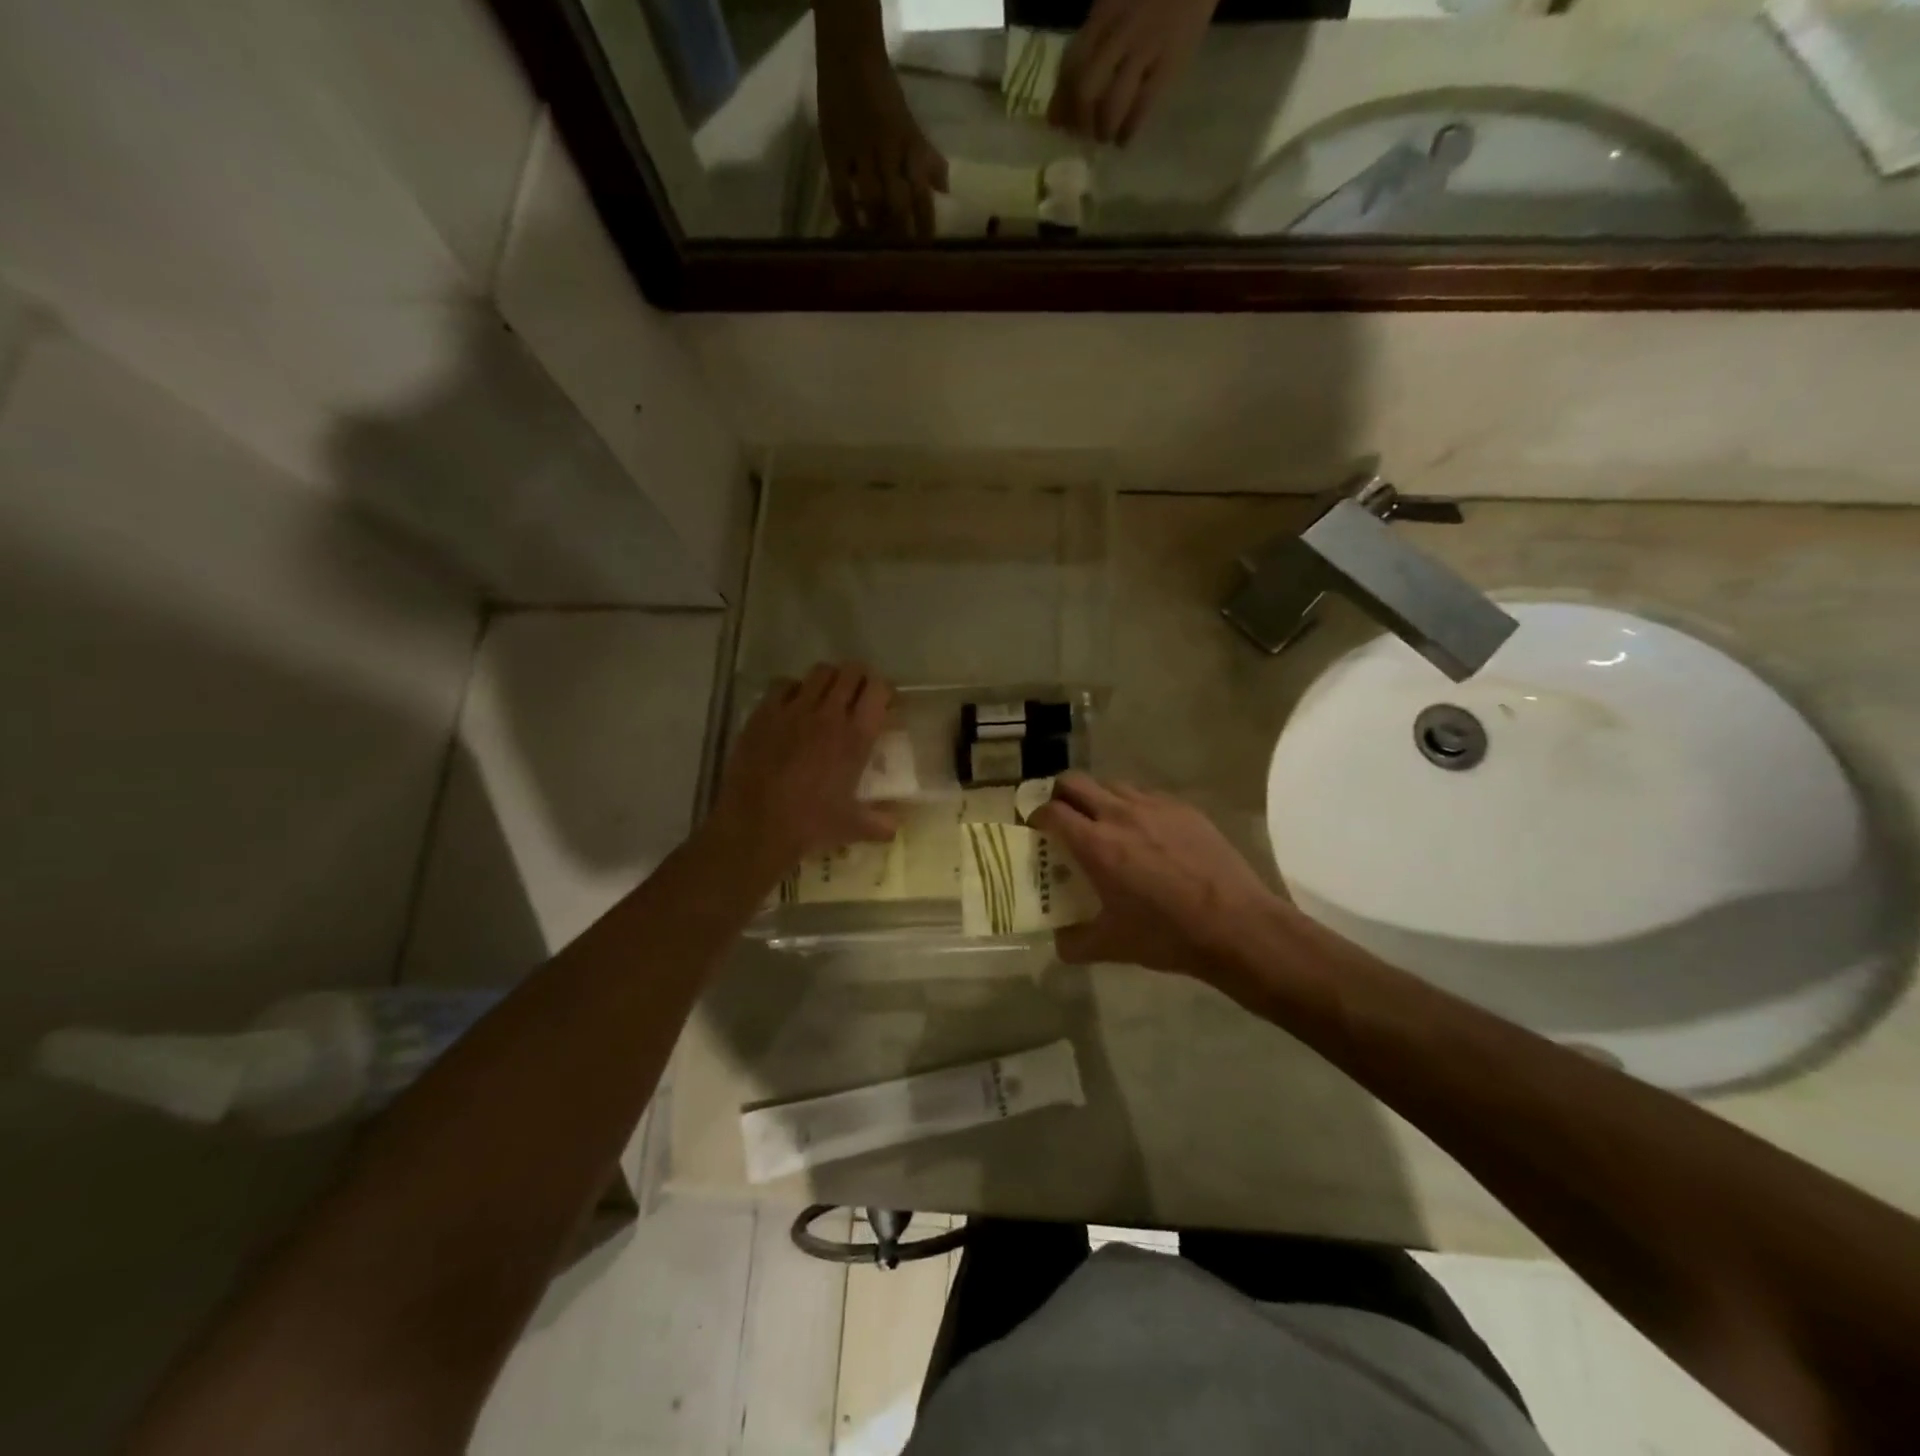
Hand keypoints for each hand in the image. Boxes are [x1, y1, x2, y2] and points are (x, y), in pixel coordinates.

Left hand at [710, 663, 897, 875]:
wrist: (756, 827)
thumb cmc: (810, 825)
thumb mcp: (853, 827)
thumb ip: (881, 824)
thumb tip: (896, 827)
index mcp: (856, 736)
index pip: (878, 689)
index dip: (885, 691)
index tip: (885, 704)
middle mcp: (828, 714)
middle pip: (851, 672)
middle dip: (860, 679)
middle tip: (858, 696)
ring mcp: (793, 709)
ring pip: (820, 672)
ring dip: (829, 680)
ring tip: (827, 697)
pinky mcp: (764, 713)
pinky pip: (784, 684)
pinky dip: (794, 689)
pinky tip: (793, 706)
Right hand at [816, 43, 947, 236]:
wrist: (850, 57)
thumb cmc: (884, 95)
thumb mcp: (911, 126)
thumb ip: (927, 158)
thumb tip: (945, 190)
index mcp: (909, 145)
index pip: (922, 193)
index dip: (926, 224)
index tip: (927, 249)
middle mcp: (888, 151)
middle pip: (898, 203)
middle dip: (901, 232)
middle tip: (902, 257)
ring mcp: (860, 152)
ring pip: (872, 202)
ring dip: (876, 227)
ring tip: (878, 247)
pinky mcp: (835, 152)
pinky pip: (842, 193)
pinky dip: (848, 216)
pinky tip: (853, 231)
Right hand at [1029, 772, 1278, 981]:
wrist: (1236, 925)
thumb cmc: (1167, 935)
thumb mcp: (1112, 946)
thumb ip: (1074, 943)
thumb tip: (1058, 941)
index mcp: (1096, 844)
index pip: (1051, 811)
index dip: (1036, 816)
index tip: (1036, 828)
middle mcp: (1119, 814)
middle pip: (1074, 782)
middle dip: (1060, 795)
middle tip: (1062, 818)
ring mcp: (1154, 806)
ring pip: (1111, 784)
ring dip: (1097, 798)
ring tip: (1104, 824)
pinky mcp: (1183, 808)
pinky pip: (1146, 795)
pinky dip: (1132, 806)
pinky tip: (1145, 833)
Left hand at [1048, 0, 1215, 145]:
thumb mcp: (1114, 4)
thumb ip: (1092, 41)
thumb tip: (1065, 97)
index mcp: (1102, 14)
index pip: (1070, 65)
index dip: (1060, 101)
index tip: (1058, 123)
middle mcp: (1119, 31)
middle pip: (1085, 90)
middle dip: (1079, 121)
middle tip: (1083, 135)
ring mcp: (1145, 48)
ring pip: (1111, 104)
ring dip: (1103, 130)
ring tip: (1106, 137)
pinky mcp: (1169, 64)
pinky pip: (1142, 107)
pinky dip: (1128, 130)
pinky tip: (1124, 139)